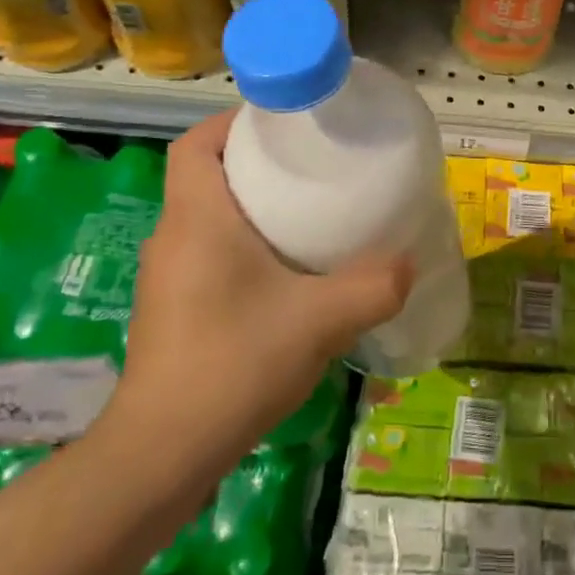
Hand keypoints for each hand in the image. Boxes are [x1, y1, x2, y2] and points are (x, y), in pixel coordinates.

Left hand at [98, 113, 412, 476]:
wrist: (165, 451)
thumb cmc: (236, 362)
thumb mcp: (322, 319)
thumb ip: (375, 286)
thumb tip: (409, 264)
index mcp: (197, 217)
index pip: (196, 143)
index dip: (233, 123)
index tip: (283, 124)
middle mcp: (173, 237)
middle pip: (207, 176)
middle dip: (256, 163)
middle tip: (313, 168)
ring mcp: (168, 276)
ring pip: (209, 218)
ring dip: (252, 208)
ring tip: (309, 216)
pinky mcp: (173, 309)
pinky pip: (209, 254)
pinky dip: (244, 248)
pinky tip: (287, 277)